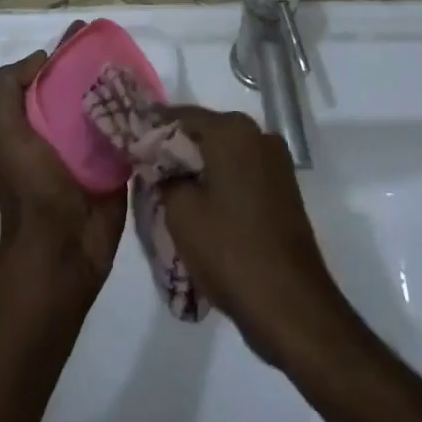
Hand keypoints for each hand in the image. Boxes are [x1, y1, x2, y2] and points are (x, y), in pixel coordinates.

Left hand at [0, 23, 126, 299]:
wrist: (62, 253)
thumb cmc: (30, 189)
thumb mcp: (3, 133)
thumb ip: (9, 90)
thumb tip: (43, 57)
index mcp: (33, 121)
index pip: (49, 75)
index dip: (65, 52)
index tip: (88, 33)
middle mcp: (61, 130)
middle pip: (82, 87)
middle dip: (99, 65)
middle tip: (123, 46)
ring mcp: (92, 149)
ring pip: (108, 107)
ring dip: (122, 88)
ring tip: (142, 66)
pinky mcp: (118, 167)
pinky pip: (129, 133)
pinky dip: (138, 116)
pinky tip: (154, 97)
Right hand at [157, 106, 344, 363]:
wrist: (292, 307)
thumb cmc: (230, 251)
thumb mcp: (180, 212)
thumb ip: (163, 175)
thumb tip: (159, 163)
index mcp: (233, 130)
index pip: (180, 115)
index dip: (151, 129)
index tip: (129, 144)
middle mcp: (258, 134)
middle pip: (204, 132)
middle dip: (175, 150)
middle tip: (145, 171)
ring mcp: (275, 161)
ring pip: (223, 153)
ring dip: (198, 167)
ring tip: (169, 192)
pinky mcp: (283, 188)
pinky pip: (241, 172)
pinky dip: (219, 182)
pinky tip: (200, 206)